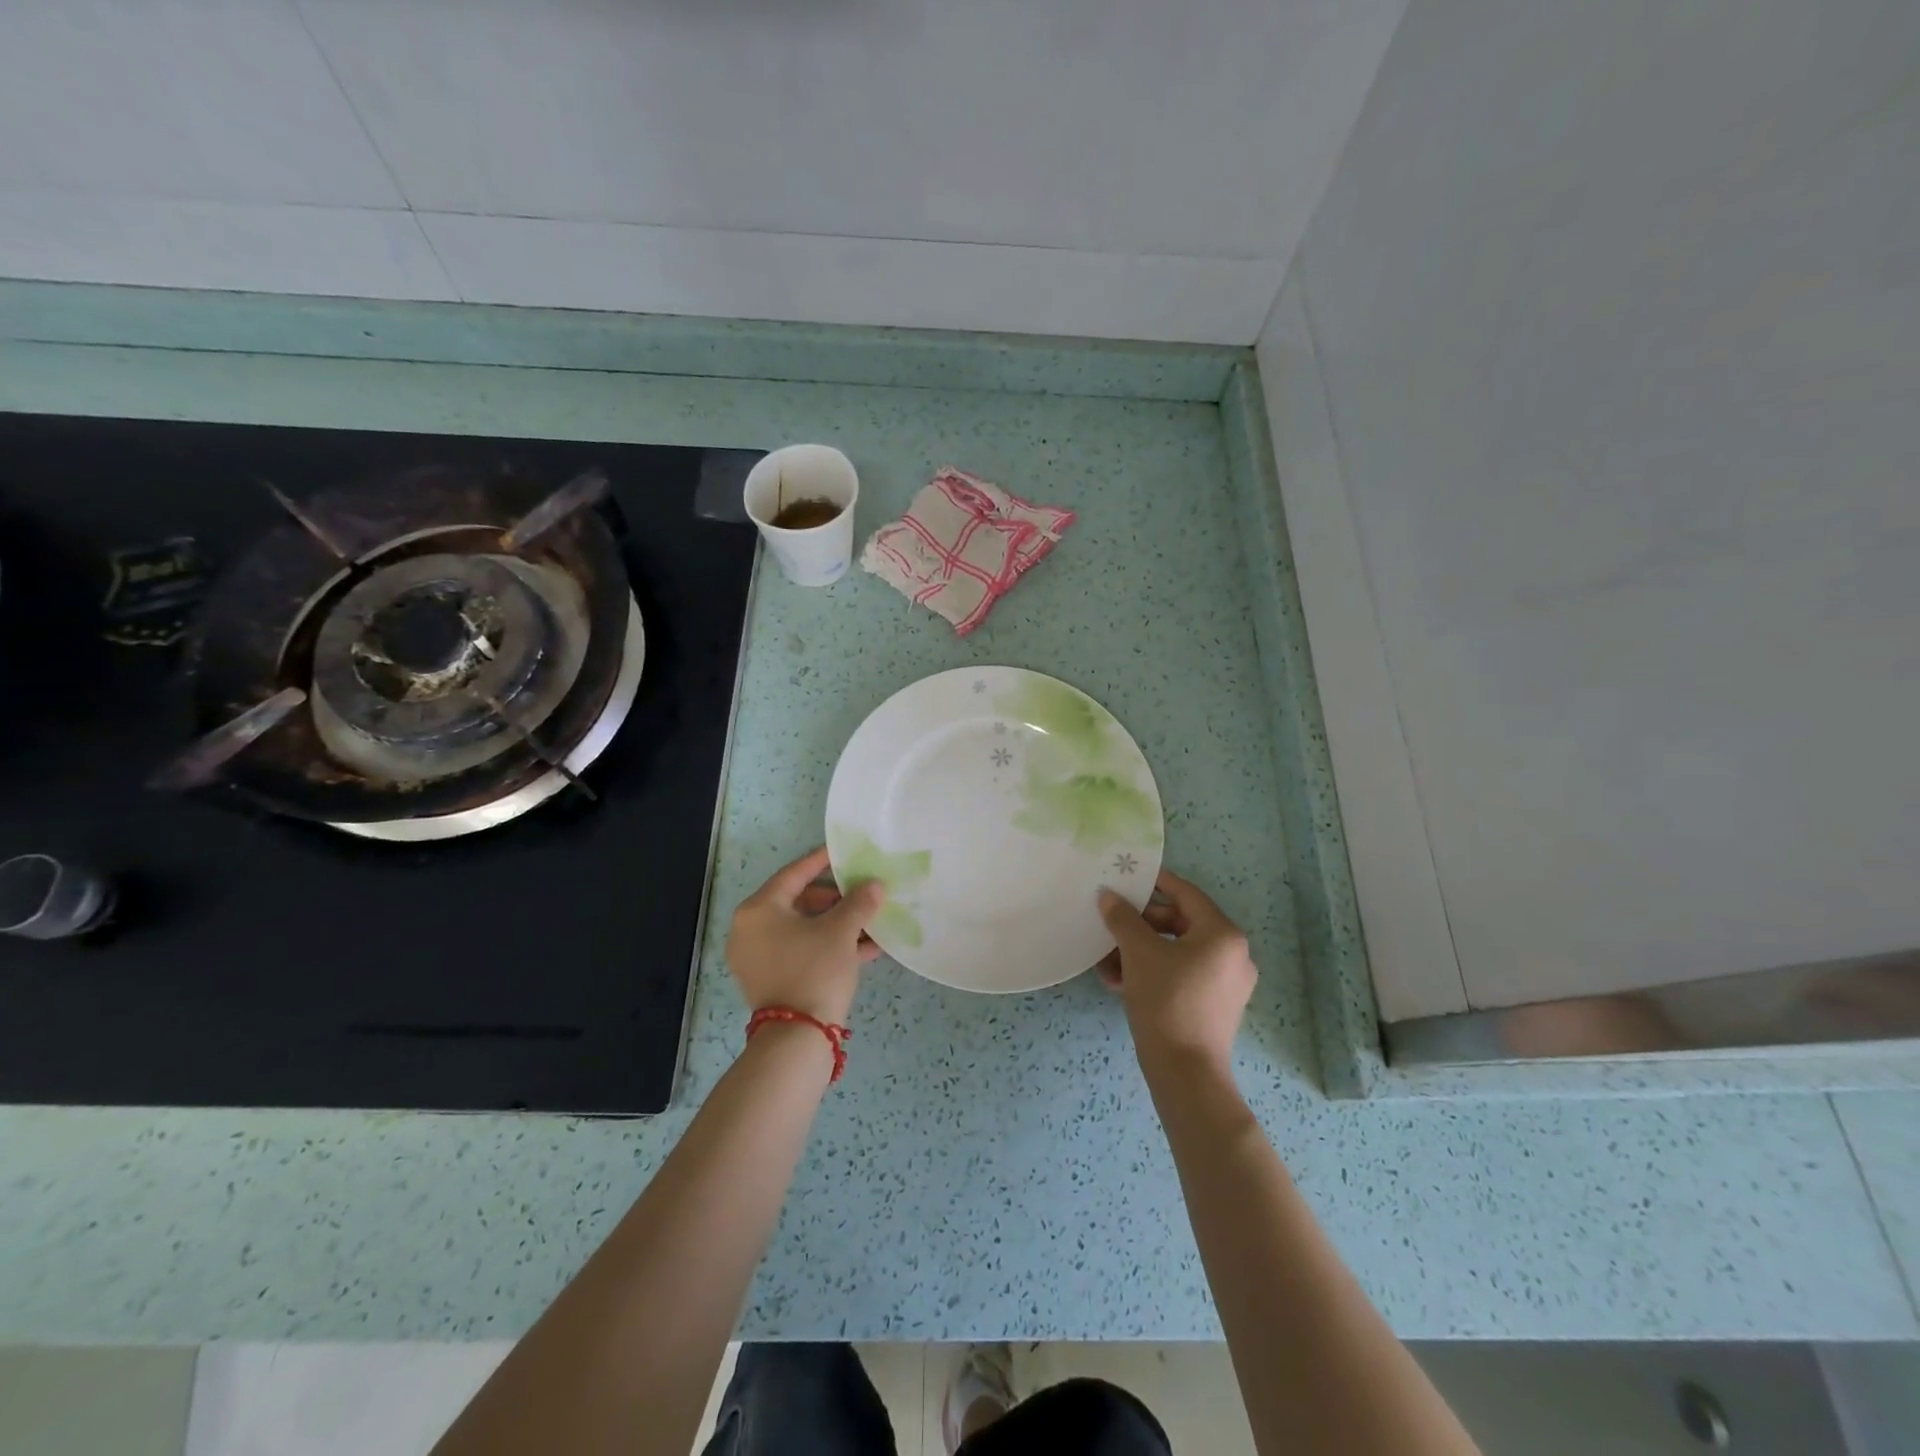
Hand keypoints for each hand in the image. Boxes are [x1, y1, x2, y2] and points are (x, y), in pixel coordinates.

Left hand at [726, 846, 885, 1024]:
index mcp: (759, 909)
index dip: (822, 861)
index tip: (843, 852)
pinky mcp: (770, 980)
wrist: (798, 1038)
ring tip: (870, 922)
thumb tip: (875, 885)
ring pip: (803, 929)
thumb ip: (859, 902)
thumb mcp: (841, 931)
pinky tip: (864, 948)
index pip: (794, 874)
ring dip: (837, 924)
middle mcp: (750, 930)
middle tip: (862, 894)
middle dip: (836, 899)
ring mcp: (758, 957)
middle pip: (798, 901)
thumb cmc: (814, 970)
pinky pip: (801, 951)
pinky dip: (828, 946)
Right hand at [1098, 868, 1256, 1070]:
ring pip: (1176, 952)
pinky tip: (1119, 983)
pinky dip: (1153, 972)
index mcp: (1222, 934)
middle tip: (1111, 926)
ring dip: (1140, 952)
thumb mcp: (1138, 953)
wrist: (1185, 1073)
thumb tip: (1108, 895)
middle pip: (1180, 923)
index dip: (1155, 882)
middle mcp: (1233, 954)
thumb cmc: (1166, 1001)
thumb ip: (1123, 918)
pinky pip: (1181, 975)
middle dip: (1140, 926)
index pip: (1186, 893)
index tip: (1129, 877)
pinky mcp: (1216, 1006)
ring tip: (1107, 963)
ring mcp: (1227, 983)